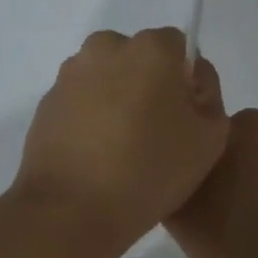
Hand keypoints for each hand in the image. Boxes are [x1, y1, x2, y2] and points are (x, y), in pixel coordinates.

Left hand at [11, 28, 227, 257]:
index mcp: (150, 48)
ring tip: (121, 149)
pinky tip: (95, 156)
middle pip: (138, 58)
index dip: (184, 79)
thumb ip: (209, 95)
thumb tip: (190, 79)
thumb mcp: (210, 137)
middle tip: (154, 133)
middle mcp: (107, 47)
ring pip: (106, 77)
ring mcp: (71, 74)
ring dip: (116, 99)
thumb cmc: (149, 170)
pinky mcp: (47, 102)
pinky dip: (90, 118)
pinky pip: (80, 101)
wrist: (70, 210)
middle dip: (148, 84)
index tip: (182, 116)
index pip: (177, 47)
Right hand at [166, 109, 257, 257]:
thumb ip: (170, 182)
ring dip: (247, 181)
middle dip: (221, 167)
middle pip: (232, 145)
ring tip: (235, 218)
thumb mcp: (178, 215)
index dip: (192, 158)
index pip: (203, 132)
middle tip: (207, 202)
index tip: (186, 184)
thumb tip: (167, 174)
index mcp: (236, 125)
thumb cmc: (231, 235)